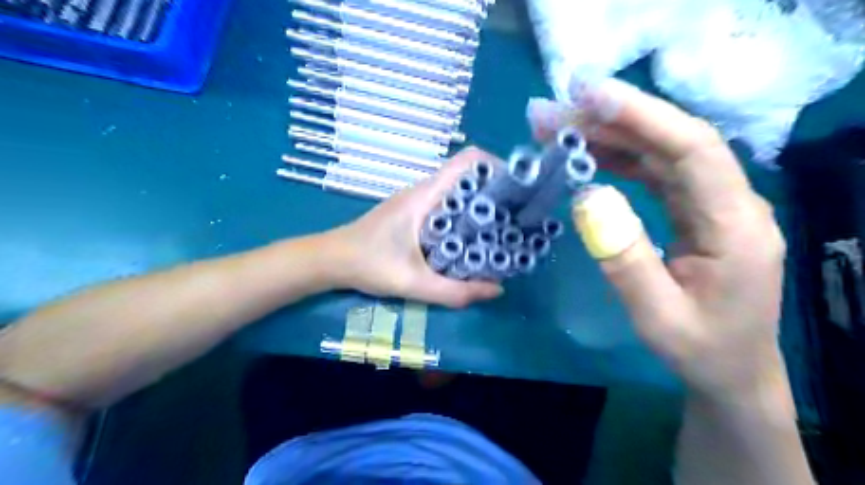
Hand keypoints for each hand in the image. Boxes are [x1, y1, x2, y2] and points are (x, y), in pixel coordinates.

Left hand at [320, 146, 503, 308]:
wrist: (330, 260)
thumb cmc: (368, 264)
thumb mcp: (412, 283)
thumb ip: (454, 291)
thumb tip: (496, 289)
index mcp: (424, 196)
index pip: (466, 161)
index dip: (495, 166)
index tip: (516, 190)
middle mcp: (423, 191)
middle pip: (467, 175)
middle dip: (495, 190)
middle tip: (516, 215)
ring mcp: (417, 200)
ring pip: (457, 190)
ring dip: (480, 204)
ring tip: (501, 227)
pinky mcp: (413, 212)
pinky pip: (446, 204)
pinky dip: (464, 214)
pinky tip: (471, 238)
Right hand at [528, 78, 785, 399]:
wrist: (731, 369)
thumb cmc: (699, 349)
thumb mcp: (656, 316)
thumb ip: (624, 259)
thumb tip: (587, 196)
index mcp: (734, 226)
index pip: (693, 150)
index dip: (643, 116)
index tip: (590, 97)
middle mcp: (729, 202)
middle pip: (672, 141)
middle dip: (613, 120)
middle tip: (555, 112)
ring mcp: (710, 203)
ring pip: (660, 152)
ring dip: (610, 135)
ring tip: (560, 127)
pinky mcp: (692, 210)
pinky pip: (654, 172)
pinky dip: (618, 158)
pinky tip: (587, 153)